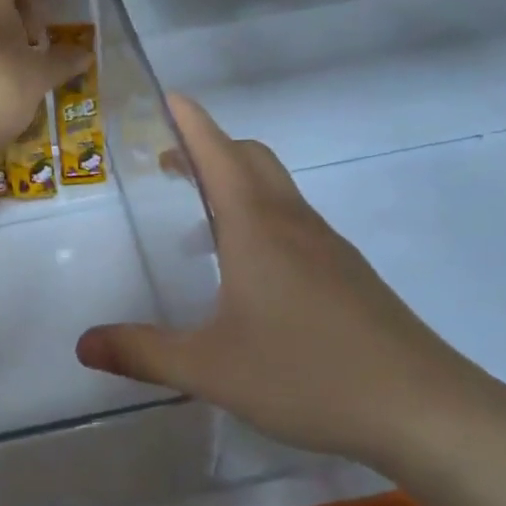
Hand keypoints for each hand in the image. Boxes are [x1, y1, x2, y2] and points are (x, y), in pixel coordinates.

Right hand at [75, 96, 490, 471]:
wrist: (421, 408)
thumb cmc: (307, 374)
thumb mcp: (210, 368)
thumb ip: (143, 352)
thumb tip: (84, 344)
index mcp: (255, 227)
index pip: (218, 153)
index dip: (191, 122)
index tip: (169, 98)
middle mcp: (292, 223)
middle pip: (251, 158)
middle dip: (211, 148)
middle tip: (171, 164)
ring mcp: (327, 246)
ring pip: (277, 190)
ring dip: (237, 184)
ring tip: (202, 220)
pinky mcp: (348, 273)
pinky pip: (295, 223)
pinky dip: (262, 218)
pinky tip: (250, 273)